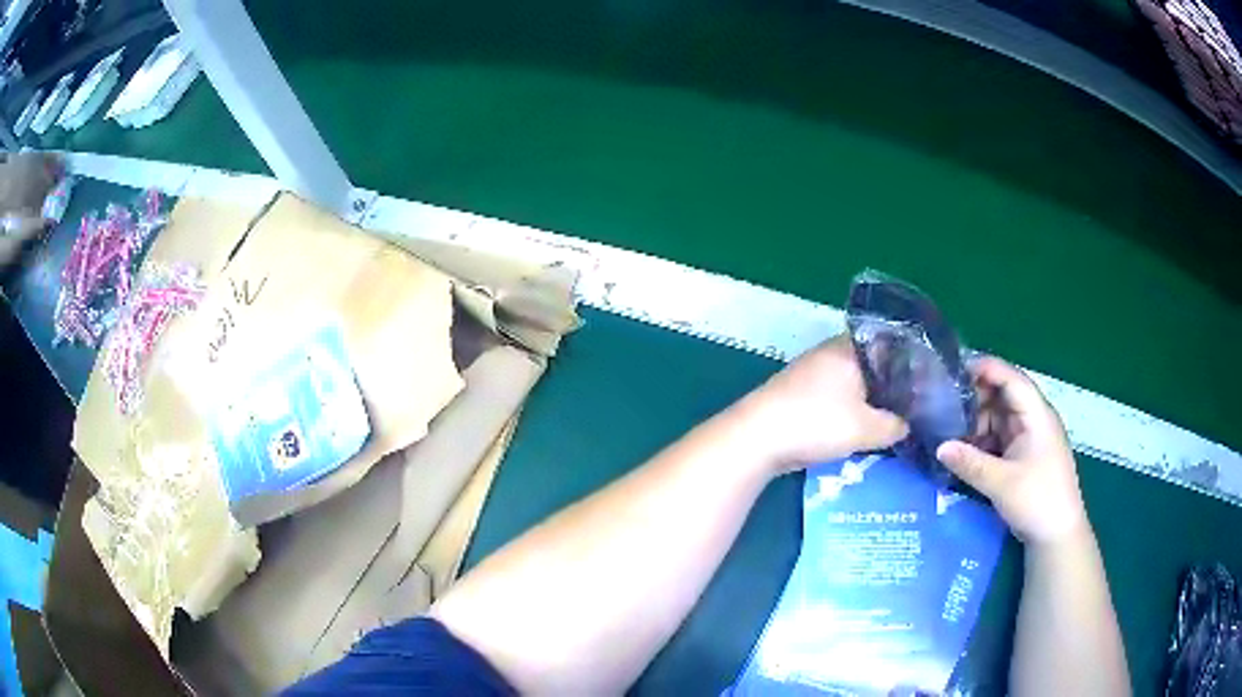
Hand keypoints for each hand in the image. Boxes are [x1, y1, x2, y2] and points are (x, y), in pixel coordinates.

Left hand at [732, 335, 908, 473]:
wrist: (756, 438)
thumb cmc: (816, 423)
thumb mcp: (866, 428)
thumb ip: (895, 425)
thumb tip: (909, 425)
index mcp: (849, 348)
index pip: (890, 344)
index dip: (912, 363)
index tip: (929, 384)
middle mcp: (831, 353)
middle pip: (873, 364)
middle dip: (893, 385)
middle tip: (917, 406)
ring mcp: (813, 373)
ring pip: (854, 383)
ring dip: (872, 400)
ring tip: (896, 420)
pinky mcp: (801, 394)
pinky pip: (838, 397)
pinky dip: (853, 410)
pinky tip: (865, 428)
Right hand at [935, 356, 1088, 545]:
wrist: (1058, 535)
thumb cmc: (1038, 501)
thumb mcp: (1002, 484)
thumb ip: (970, 463)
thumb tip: (939, 447)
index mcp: (1036, 415)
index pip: (1011, 378)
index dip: (985, 369)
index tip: (953, 369)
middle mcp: (1033, 420)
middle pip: (1002, 396)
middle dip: (974, 398)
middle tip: (942, 404)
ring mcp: (1028, 438)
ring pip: (998, 418)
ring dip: (975, 422)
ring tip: (946, 429)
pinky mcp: (1022, 455)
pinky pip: (998, 438)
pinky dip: (981, 440)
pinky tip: (961, 450)